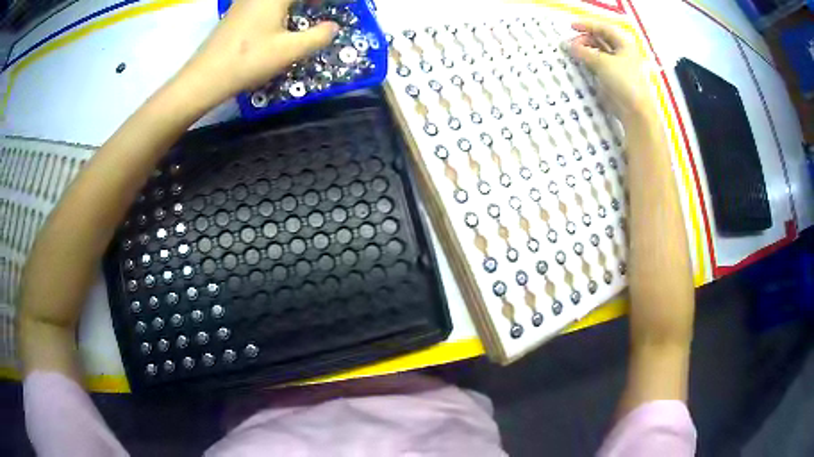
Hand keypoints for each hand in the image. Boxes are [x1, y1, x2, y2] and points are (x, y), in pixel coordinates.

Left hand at [180, 0, 338, 101]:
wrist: (205, 77)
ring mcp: (245, 1)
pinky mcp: (237, 12)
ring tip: (307, 10)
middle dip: (310, 2)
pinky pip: (264, 3)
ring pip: (275, 0)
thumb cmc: (249, 60)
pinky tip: (282, 19)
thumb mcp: (289, 51)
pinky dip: (279, 6)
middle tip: (321, 8)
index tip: (338, 7)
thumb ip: (318, 36)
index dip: (324, 1)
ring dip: (294, 4)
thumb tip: (333, 27)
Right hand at [569, 21, 653, 123]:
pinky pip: (599, 67)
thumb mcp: (602, 62)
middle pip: (601, 40)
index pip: (604, 29)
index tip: (571, 27)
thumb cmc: (624, 81)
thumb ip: (584, 52)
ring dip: (586, 52)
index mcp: (624, 45)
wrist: (636, 111)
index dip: (587, 26)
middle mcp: (622, 54)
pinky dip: (589, 63)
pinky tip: (580, 65)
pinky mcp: (614, 80)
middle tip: (571, 45)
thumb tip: (569, 46)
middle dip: (585, 40)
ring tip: (574, 54)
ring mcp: (619, 67)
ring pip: (599, 54)